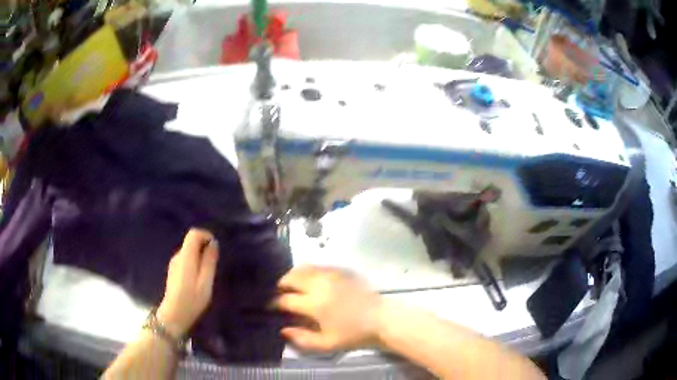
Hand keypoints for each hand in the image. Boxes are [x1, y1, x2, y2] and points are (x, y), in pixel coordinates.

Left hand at [157, 229, 218, 337]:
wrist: (174, 315)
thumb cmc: (192, 299)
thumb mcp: (206, 282)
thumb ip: (209, 261)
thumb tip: (213, 243)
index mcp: (186, 256)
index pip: (194, 233)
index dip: (206, 235)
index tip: (215, 248)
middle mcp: (177, 256)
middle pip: (191, 242)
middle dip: (204, 248)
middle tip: (214, 266)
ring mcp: (174, 264)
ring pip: (189, 252)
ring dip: (199, 257)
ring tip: (207, 275)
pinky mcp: (173, 271)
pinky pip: (186, 260)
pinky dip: (194, 264)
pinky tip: (198, 280)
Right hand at [274, 266, 383, 351]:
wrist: (381, 319)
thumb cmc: (353, 334)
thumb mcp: (326, 344)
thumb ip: (302, 339)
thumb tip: (283, 329)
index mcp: (314, 303)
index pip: (286, 299)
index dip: (275, 302)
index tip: (271, 306)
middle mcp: (320, 284)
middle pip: (292, 277)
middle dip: (281, 284)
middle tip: (279, 292)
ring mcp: (331, 275)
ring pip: (304, 267)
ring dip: (293, 275)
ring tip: (292, 284)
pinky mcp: (342, 271)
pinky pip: (319, 266)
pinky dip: (309, 271)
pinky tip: (310, 280)